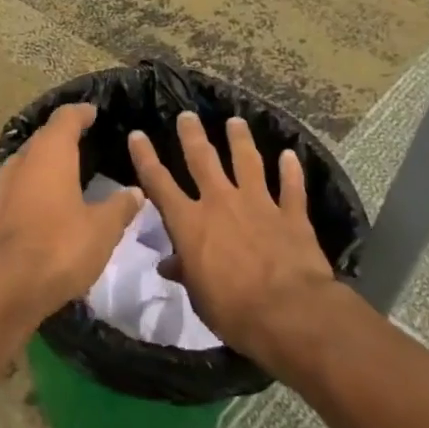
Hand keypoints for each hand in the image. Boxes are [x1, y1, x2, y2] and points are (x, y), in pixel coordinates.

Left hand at [0, 104, 143, 316]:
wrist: (7, 286)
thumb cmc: (61, 245)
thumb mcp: (103, 228)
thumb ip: (120, 206)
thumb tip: (135, 192)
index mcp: (50, 152)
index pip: (66, 118)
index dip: (81, 113)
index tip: (94, 112)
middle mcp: (24, 160)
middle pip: (44, 137)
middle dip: (64, 136)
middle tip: (87, 140)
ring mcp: (6, 186)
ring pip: (30, 162)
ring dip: (48, 162)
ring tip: (71, 170)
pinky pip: (22, 186)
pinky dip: (38, 186)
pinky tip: (51, 200)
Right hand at [127, 112, 336, 363]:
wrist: (288, 312)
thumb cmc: (232, 310)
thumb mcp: (198, 295)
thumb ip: (185, 272)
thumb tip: (169, 264)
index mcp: (190, 223)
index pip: (159, 183)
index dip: (145, 158)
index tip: (137, 135)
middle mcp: (221, 202)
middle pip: (202, 159)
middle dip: (192, 135)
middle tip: (187, 115)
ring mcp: (258, 203)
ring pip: (248, 161)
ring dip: (240, 140)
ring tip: (235, 122)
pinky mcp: (291, 214)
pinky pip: (291, 187)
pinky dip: (291, 170)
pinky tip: (292, 154)